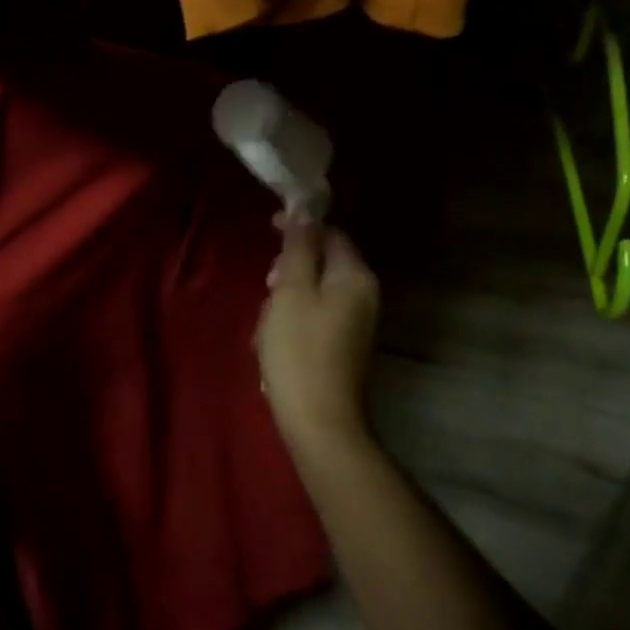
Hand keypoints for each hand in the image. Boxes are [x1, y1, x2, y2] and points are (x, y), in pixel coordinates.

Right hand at [256, 222, 379, 462]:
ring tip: (265, 322)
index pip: (331, 234)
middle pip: (324, 264)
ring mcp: (356, 324)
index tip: (267, 228)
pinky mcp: (343, 347)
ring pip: (315, 293)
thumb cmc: (298, 350)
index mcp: (355, 277)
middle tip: (265, 285)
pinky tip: (273, 342)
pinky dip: (293, 320)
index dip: (300, 227)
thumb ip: (298, 248)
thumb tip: (304, 209)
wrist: (317, 419)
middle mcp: (364, 296)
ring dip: (286, 298)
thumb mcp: (291, 291)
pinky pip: (316, 318)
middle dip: (290, 269)